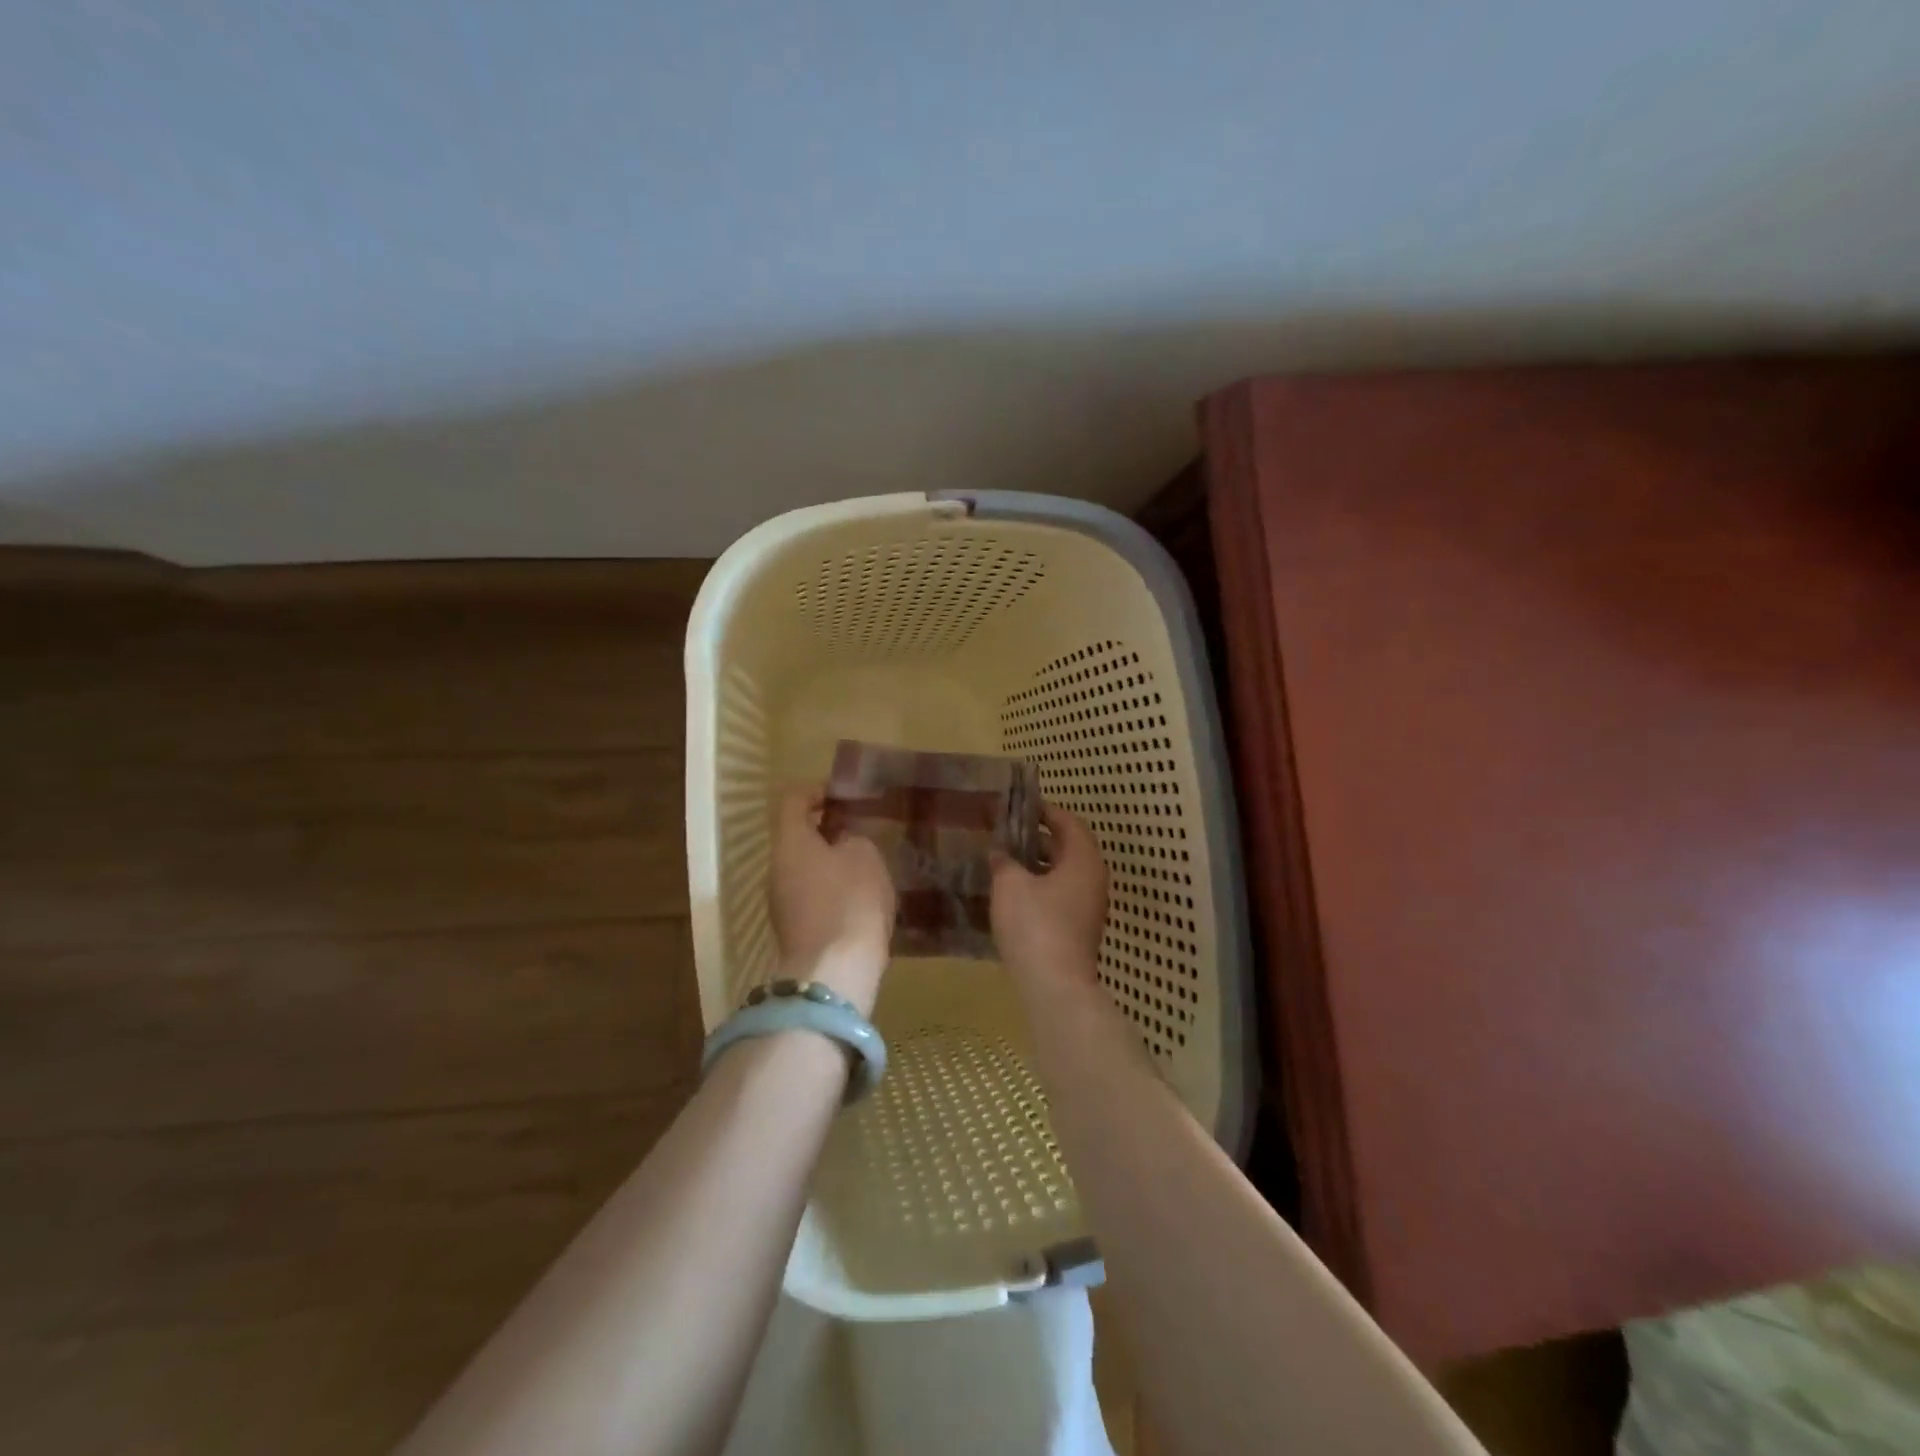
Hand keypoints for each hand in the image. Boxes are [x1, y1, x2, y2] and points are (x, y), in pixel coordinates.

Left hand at [769, 787, 894, 1013]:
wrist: (834, 972)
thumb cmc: (850, 901)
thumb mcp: (864, 856)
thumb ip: (852, 839)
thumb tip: (842, 843)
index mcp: (790, 842)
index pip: (792, 801)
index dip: (817, 790)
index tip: (843, 795)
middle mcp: (777, 868)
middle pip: (797, 837)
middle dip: (826, 830)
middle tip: (859, 829)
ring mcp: (781, 902)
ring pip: (804, 868)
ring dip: (830, 862)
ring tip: (865, 864)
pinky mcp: (794, 929)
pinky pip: (811, 896)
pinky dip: (832, 889)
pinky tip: (860, 898)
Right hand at [990, 805, 1107, 1001]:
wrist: (1055, 987)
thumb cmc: (1035, 925)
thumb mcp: (1010, 885)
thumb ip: (1004, 862)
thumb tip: (1000, 853)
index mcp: (1083, 860)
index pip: (1069, 822)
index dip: (1046, 811)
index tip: (1021, 807)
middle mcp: (1093, 879)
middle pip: (1069, 848)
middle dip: (1039, 838)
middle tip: (1008, 832)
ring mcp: (1088, 907)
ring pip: (1064, 874)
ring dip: (1038, 865)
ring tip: (1006, 861)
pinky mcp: (1078, 929)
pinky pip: (1061, 896)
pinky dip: (1041, 887)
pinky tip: (1014, 894)